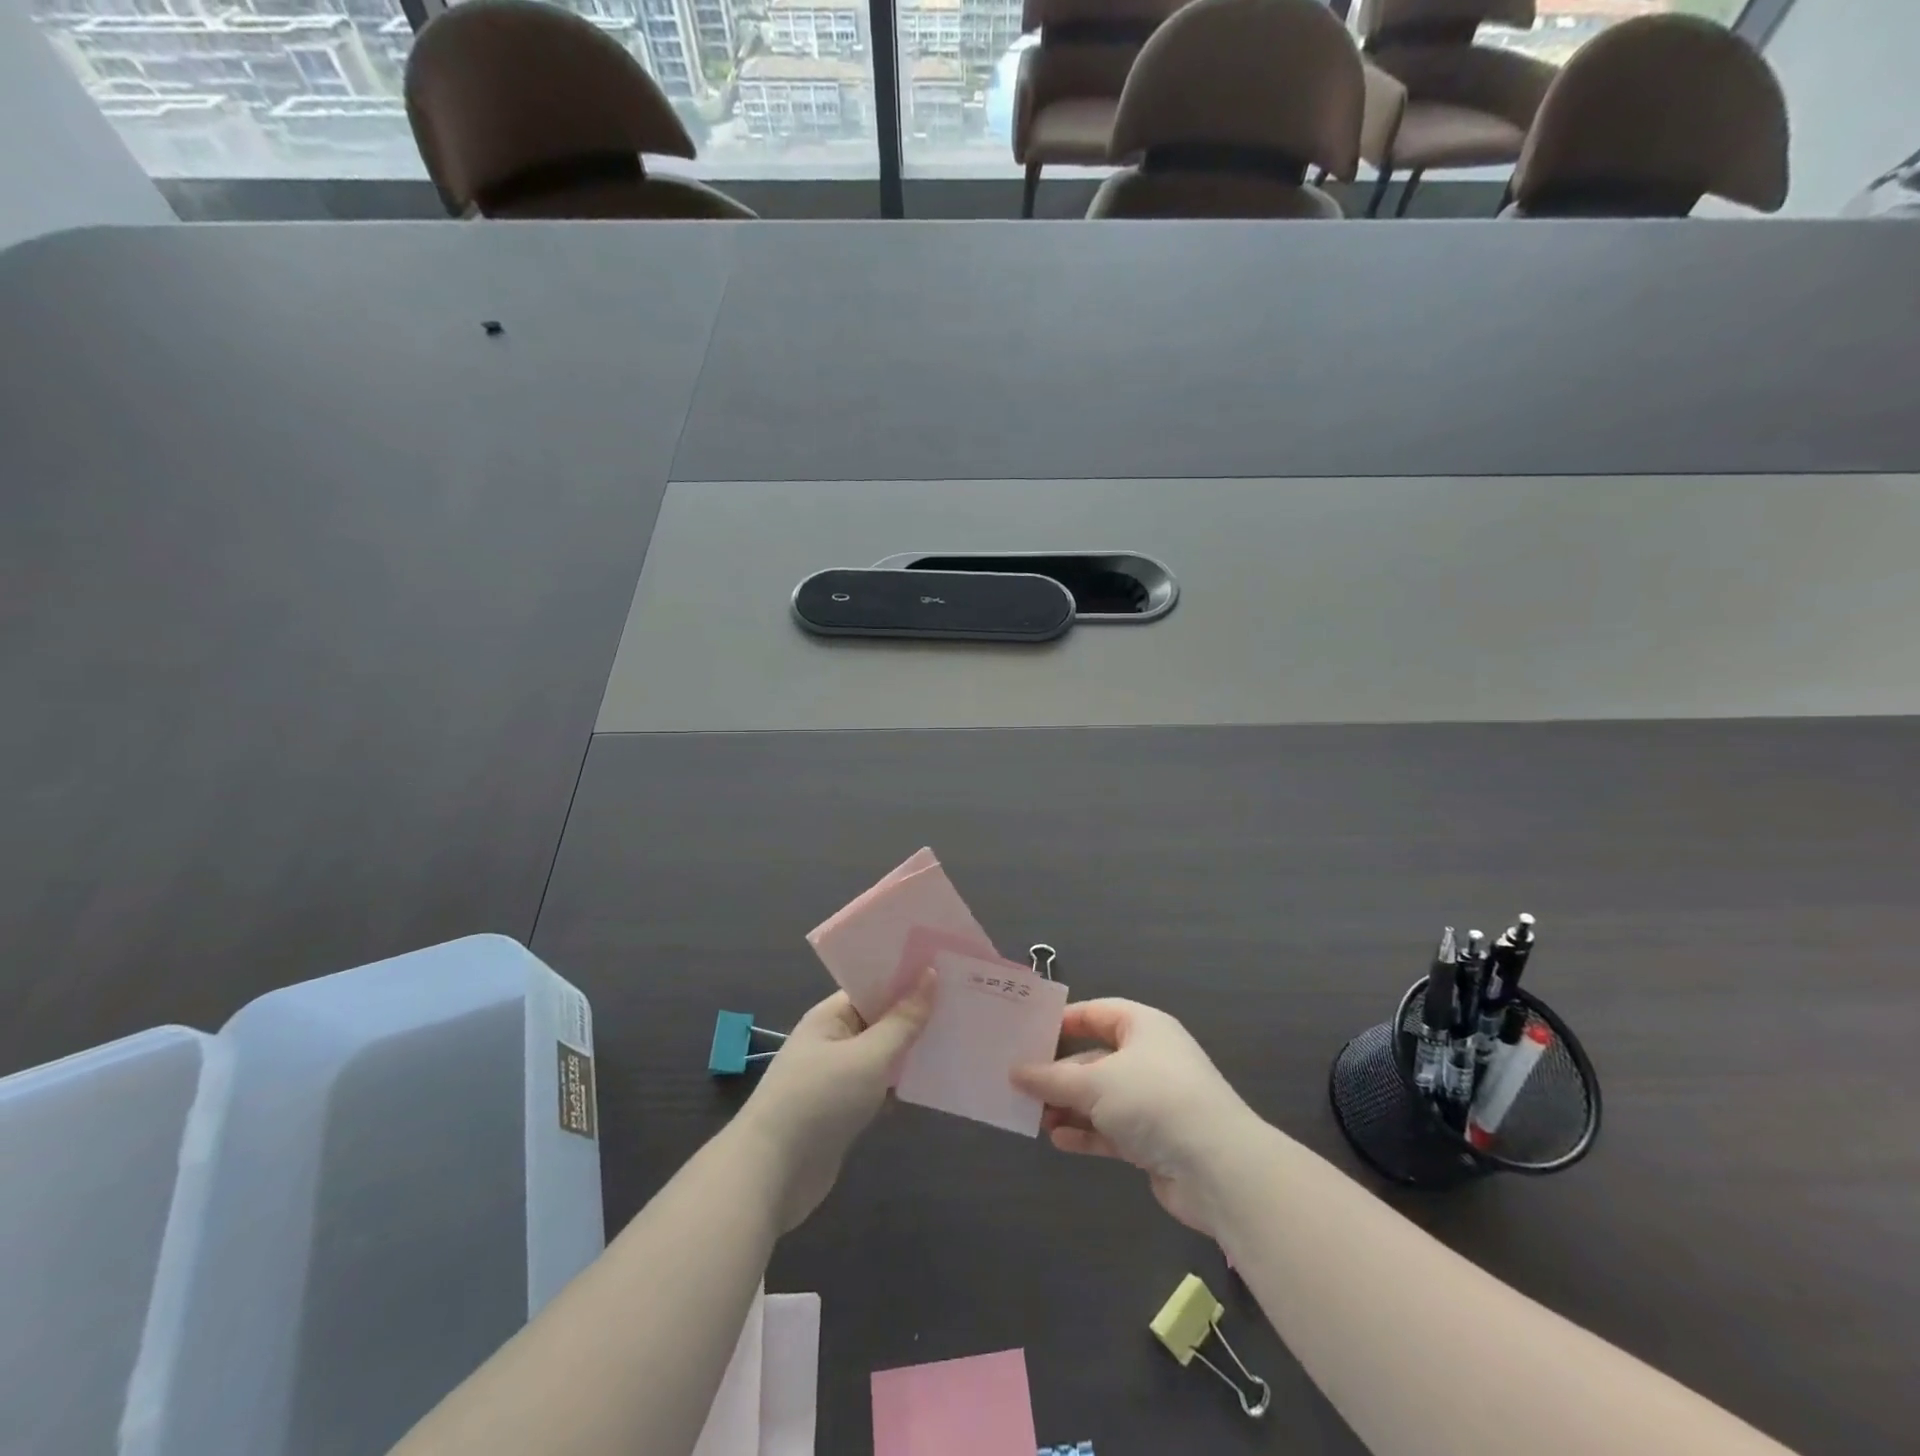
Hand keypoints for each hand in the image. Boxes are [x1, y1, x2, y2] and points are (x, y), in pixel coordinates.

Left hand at [735, 972, 934, 1230]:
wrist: (771, 1176)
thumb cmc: (819, 1101)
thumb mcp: (868, 1057)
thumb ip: (902, 1021)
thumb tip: (929, 975)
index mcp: (831, 1017)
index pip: (872, 985)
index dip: (906, 976)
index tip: (947, 967)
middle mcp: (833, 1041)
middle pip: (880, 1019)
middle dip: (916, 1013)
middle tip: (963, 1000)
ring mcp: (837, 1077)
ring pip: (882, 1054)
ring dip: (911, 1050)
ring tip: (958, 1036)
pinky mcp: (843, 1111)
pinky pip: (879, 1086)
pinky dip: (901, 1084)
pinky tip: (933, 1082)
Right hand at [1012, 999, 1263, 1234]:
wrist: (1218, 1168)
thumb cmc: (1154, 1100)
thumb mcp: (1096, 1083)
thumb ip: (1052, 1078)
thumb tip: (1016, 1072)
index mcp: (1142, 1026)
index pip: (1095, 1013)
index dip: (1062, 1022)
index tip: (1026, 1034)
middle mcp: (1148, 1058)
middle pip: (1094, 1058)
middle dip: (1059, 1073)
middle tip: (1021, 1083)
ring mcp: (1152, 1100)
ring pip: (1100, 1097)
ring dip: (1069, 1106)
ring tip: (1034, 1116)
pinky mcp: (1154, 1139)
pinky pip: (1111, 1129)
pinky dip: (1086, 1133)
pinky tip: (1059, 1140)